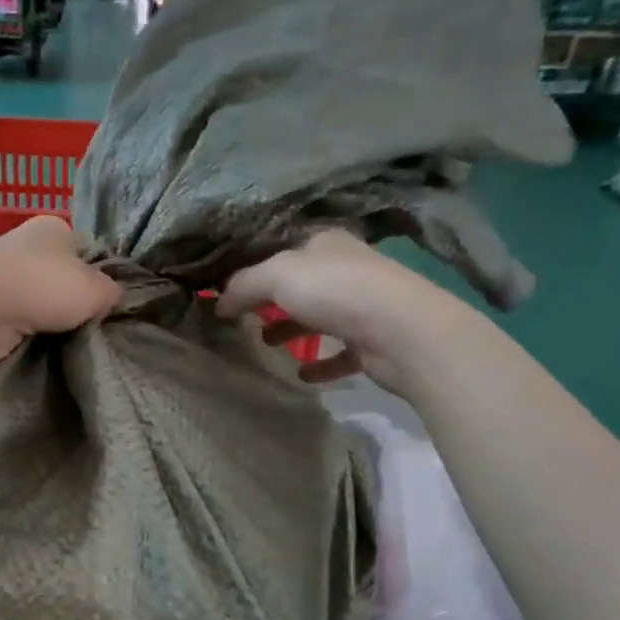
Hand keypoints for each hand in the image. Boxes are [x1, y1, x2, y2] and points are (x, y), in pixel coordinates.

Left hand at [0, 217, 121, 365]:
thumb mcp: (96, 289)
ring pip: (40, 299)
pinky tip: (39, 344)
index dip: (100, 278)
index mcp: (55, 227)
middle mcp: (27, 243)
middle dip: (73, 301)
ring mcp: (3, 272)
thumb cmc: (43, 287)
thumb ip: (112, 291)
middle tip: (89, 325)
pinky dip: (29, 330)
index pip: (88, 252)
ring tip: (65, 339)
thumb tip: (112, 297)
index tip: (106, 305)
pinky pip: (20, 318)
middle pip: (63, 276)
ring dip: (50, 318)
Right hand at [216, 229, 486, 391]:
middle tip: (243, 319)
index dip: (254, 269)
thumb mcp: (277, 276)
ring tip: (265, 345)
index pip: (283, 252)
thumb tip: (217, 303)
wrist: (402, 331)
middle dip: (272, 301)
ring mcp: (364, 306)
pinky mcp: (374, 341)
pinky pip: (341, 353)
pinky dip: (321, 364)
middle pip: (301, 285)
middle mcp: (347, 269)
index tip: (228, 292)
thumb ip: (243, 285)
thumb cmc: (336, 291)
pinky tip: (301, 375)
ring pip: (320, 317)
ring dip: (293, 330)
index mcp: (326, 244)